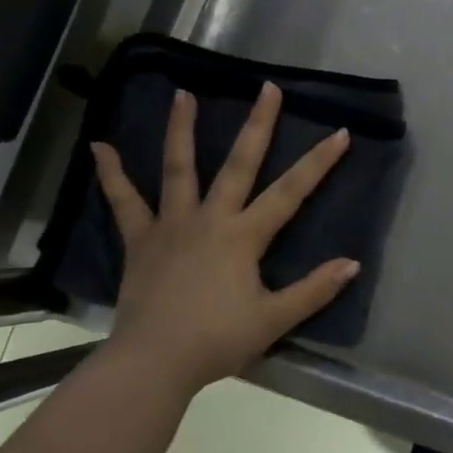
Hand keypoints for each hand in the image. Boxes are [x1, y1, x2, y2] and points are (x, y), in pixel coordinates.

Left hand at [90, 81, 359, 394]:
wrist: (152, 364)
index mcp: (244, 236)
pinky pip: (124, 203)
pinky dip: (112, 175)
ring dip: (181, 129)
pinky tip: (99, 147)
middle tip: (267, 87)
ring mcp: (171, 225)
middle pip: (239, 163)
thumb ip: (314, 290)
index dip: (318, 162)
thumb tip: (353, 264)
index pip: (291, 192)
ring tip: (183, 93)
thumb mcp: (273, 320)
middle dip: (258, 124)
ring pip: (178, 168)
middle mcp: (210, 218)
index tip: (340, 133)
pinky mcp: (140, 241)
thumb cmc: (216, 341)